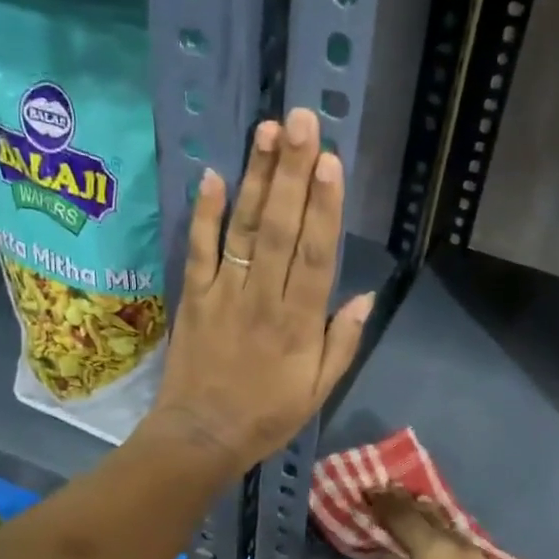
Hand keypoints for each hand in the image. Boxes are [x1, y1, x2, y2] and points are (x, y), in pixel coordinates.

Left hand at [146, 108, 373, 477]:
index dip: (325, 207)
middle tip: (301, 121)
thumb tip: (365, 295)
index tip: (331, 162)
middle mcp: (264, 299)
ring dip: (257, 180)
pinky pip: (199, 250)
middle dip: (293, 173)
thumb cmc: (267, 416)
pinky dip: (204, 214)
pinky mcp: (193, 296)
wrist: (200, 437)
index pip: (316, 255)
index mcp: (299, 323)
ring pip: (243, 229)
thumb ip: (342, 342)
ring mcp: (224, 294)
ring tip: (268, 133)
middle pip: (280, 228)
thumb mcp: (318, 392)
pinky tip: (212, 176)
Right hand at [372, 489, 525, 558]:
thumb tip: (397, 558)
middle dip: (415, 511)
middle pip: (436, 520)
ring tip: (430, 544)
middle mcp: (465, 547)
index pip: (405, 516)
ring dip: (443, 539)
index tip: (373, 492)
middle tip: (399, 505)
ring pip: (461, 542)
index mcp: (435, 550)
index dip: (386, 503)